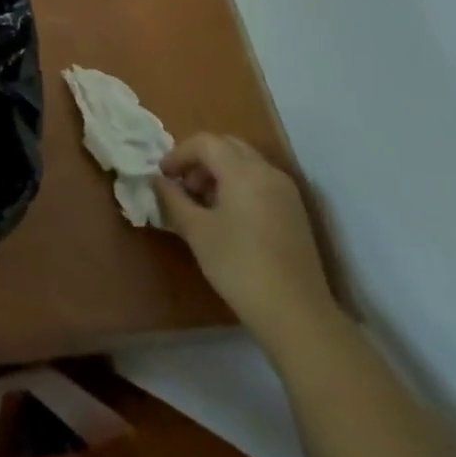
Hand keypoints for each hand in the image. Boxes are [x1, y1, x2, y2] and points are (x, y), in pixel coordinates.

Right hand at [154, 133, 340, 356]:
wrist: (296, 313)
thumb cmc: (238, 266)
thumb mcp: (196, 231)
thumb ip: (173, 199)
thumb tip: (158, 181)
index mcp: (243, 171)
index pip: (205, 143)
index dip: (178, 154)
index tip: (162, 175)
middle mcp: (267, 172)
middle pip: (228, 146)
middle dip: (200, 159)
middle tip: (182, 184)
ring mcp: (286, 191)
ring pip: (245, 163)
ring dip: (219, 171)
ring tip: (201, 202)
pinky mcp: (294, 212)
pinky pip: (260, 181)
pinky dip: (238, 185)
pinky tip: (226, 216)